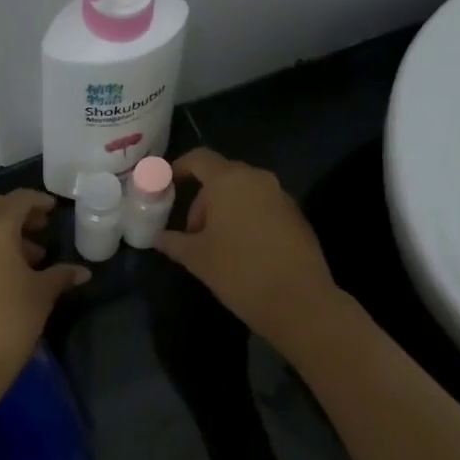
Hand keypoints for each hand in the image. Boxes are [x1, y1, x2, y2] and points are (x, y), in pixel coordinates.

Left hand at [0, 190, 89, 418]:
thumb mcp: (41, 295)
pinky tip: (4, 275)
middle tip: (41, 229)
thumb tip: (82, 272)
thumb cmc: (8, 321)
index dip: (38, 202)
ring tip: (28, 258)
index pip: (18, 200)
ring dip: (1, 234)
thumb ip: (60, 275)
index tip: (54, 210)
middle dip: (18, 215)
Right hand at [154, 149, 340, 348]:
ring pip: (245, 192)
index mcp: (229, 181)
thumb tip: (158, 237)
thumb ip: (174, 242)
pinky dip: (248, 218)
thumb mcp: (197, 259)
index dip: (180, 167)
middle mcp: (258, 179)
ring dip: (226, 209)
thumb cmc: (239, 272)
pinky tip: (245, 251)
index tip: (167, 185)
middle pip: (223, 176)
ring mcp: (282, 196)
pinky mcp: (297, 216)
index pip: (200, 158)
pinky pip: (264, 206)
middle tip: (193, 232)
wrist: (300, 301)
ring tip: (217, 245)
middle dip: (203, 199)